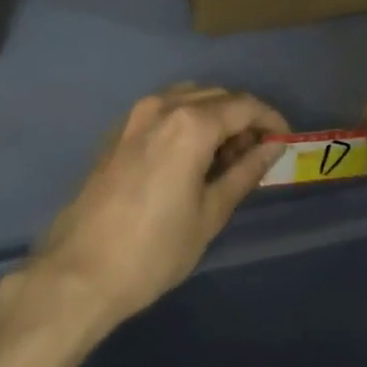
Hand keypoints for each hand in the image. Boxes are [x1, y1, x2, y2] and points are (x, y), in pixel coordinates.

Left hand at [26, 84, 287, 335]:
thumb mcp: (210, 214)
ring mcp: (135, 116)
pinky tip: (190, 157)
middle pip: (216, 96)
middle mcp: (162, 106)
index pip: (243, 105)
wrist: (80, 270)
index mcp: (190, 123)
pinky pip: (163, 110)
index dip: (270, 118)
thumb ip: (244, 172)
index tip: (285, 139)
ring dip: (213, 116)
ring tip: (225, 158)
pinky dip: (186, 120)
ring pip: (188, 98)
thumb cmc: (154, 250)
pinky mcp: (118, 131)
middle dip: (242, 117)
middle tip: (257, 154)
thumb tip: (272, 146)